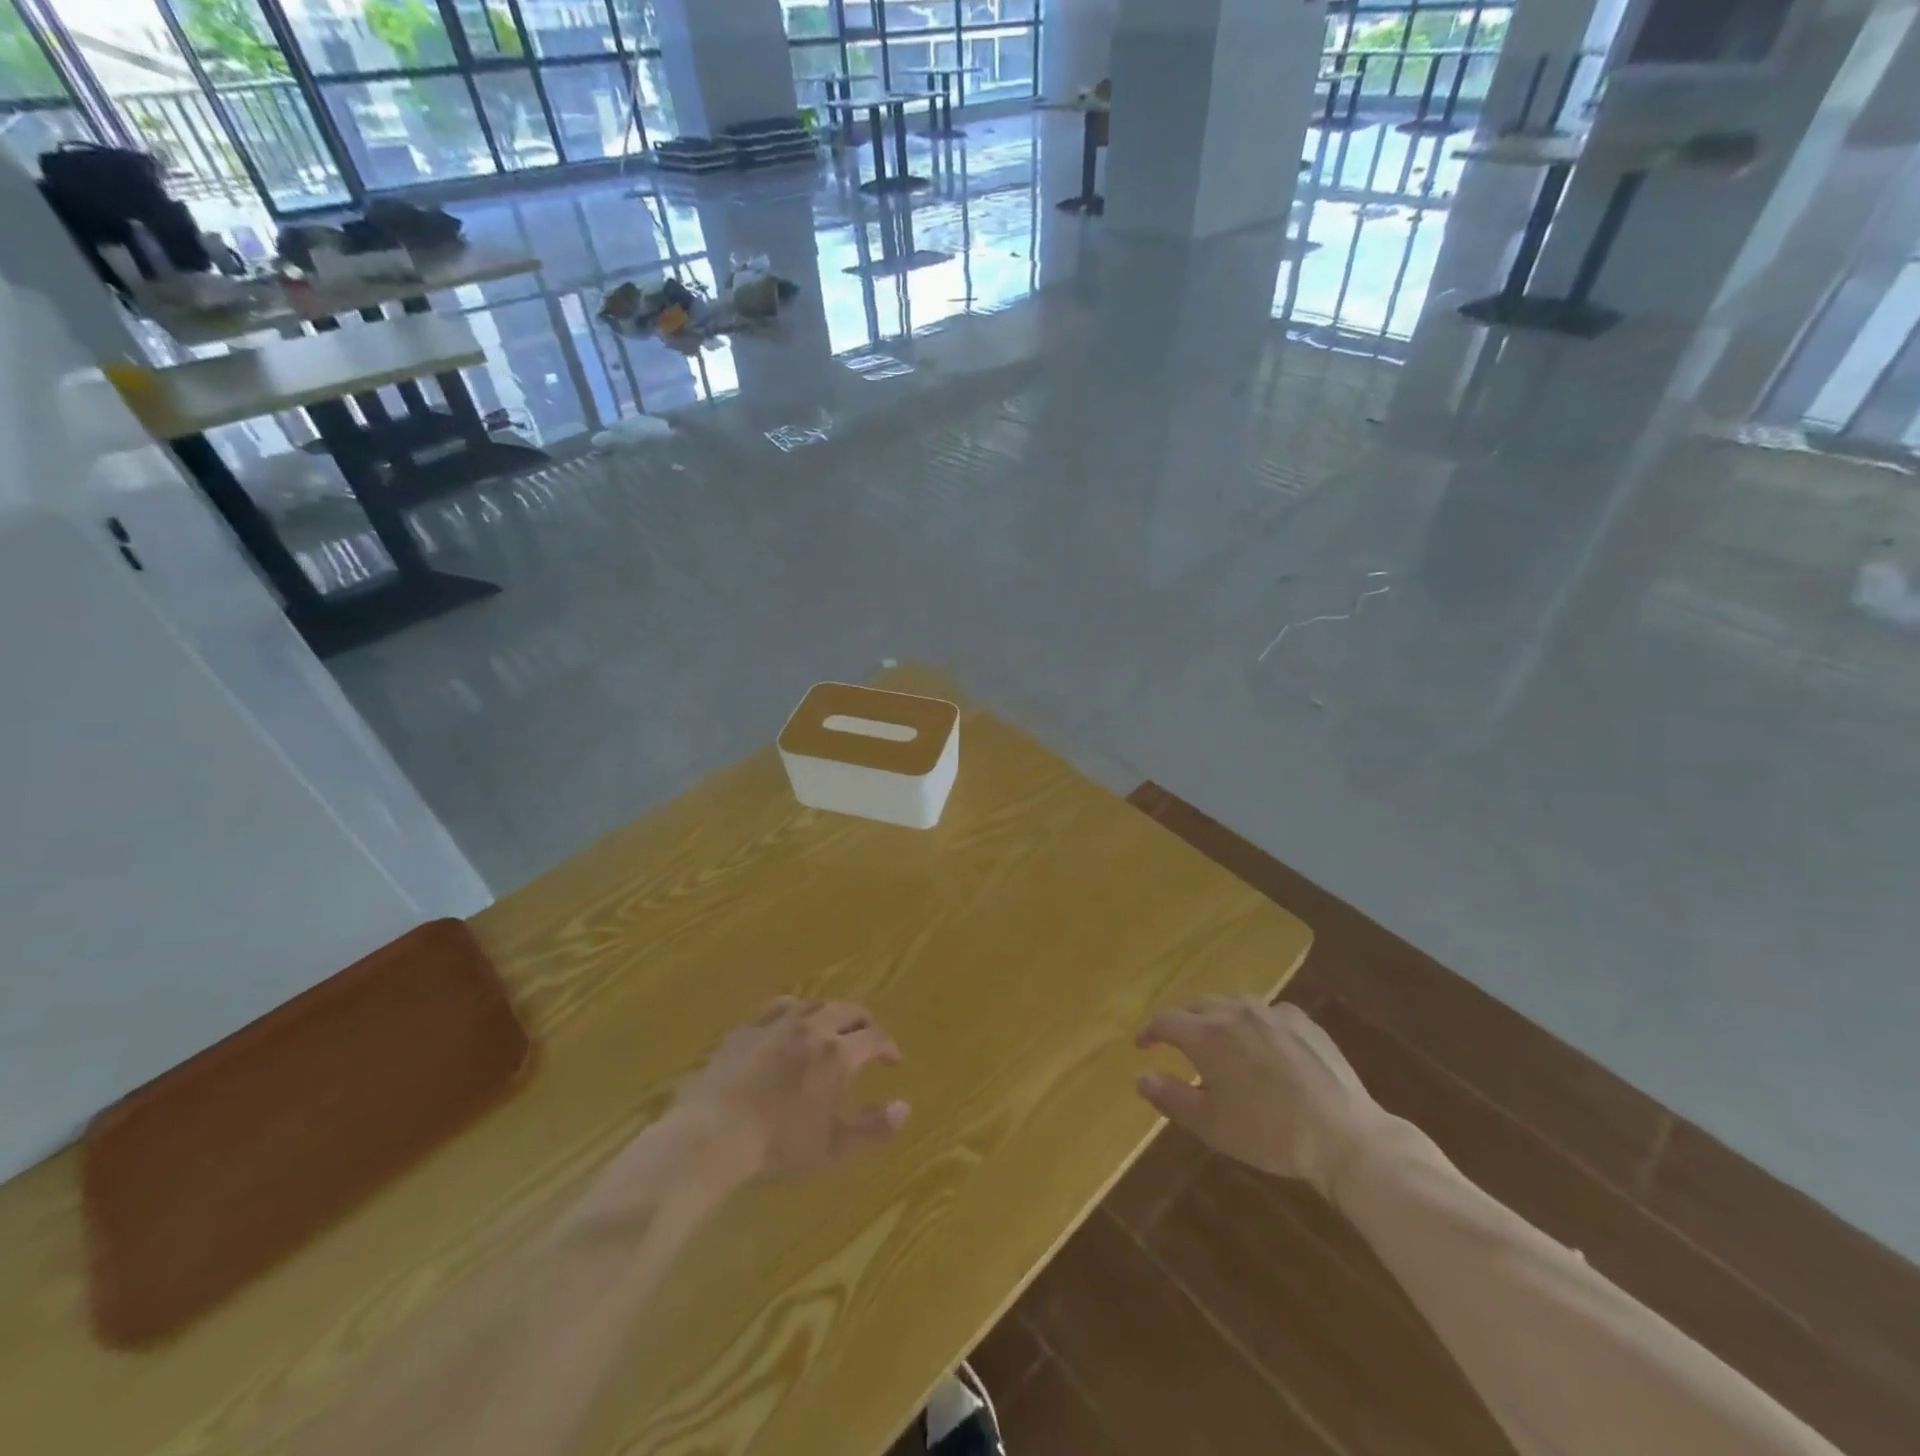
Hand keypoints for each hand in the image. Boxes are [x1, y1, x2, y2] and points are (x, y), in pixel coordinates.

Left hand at [673, 998, 909, 1182]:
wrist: (712, 1135)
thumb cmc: (778, 1145)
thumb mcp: (832, 1147)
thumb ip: (873, 1128)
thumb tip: (905, 1108)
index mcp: (837, 1054)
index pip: (874, 1037)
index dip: (888, 1046)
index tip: (893, 1060)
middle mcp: (812, 1027)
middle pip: (848, 1010)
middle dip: (864, 1023)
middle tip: (868, 1041)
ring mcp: (777, 1023)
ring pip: (815, 1004)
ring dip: (832, 1014)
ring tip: (833, 1030)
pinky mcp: (748, 1028)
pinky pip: (779, 1006)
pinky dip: (796, 1010)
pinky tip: (791, 1022)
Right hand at [1136, 997, 1384, 1194]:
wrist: (1344, 1136)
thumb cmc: (1268, 1133)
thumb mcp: (1210, 1124)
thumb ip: (1170, 1097)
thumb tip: (1141, 1076)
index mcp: (1207, 1034)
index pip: (1165, 1021)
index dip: (1150, 1032)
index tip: (1144, 1046)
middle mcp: (1235, 1012)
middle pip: (1197, 1005)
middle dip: (1183, 1022)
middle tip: (1180, 1045)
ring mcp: (1272, 1012)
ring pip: (1233, 1004)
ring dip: (1218, 1018)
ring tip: (1220, 1041)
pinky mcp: (1303, 1020)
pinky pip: (1267, 1012)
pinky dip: (1254, 1023)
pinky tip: (1264, 1046)